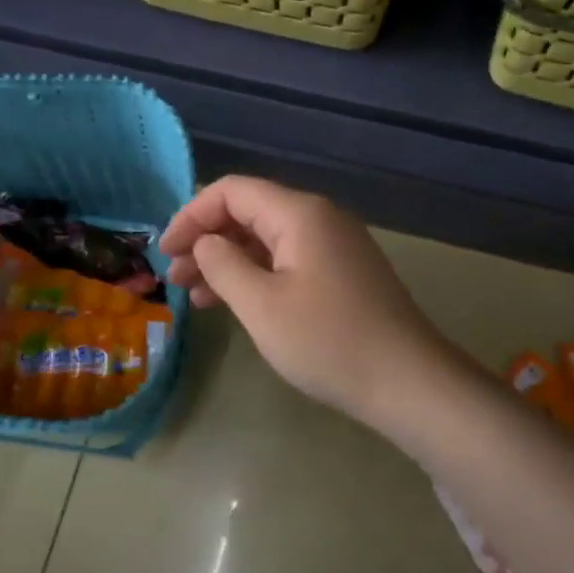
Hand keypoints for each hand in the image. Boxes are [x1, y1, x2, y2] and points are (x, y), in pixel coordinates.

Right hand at [161, 176, 454, 423]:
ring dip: (229, 261)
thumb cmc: (328, 341)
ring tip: (196, 295)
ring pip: (268, 239)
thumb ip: (224, 265)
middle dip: (207, 240)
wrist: (408, 381)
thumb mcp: (261, 305)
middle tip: (176, 278)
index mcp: (300, 214)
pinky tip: (235, 303)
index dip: (192, 215)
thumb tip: (205, 242)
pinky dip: (257, 275)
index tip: (165, 251)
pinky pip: (288, 260)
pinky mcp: (343, 273)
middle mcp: (320, 218)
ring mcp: (336, 246)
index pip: (232, 191)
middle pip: (250, 212)